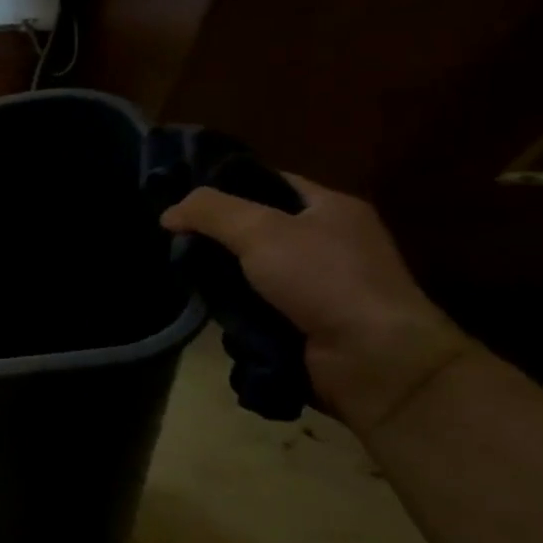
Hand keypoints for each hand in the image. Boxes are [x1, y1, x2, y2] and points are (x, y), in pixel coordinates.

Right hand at [160, 175, 472, 435]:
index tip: (181, 199)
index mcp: (329, 207)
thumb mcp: (260, 230)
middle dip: (214, 236)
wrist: (374, 360)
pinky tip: (205, 310)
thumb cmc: (324, 279)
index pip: (267, 182)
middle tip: (171, 241)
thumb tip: (168, 214)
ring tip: (179, 276)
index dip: (224, 186)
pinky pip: (254, 306)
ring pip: (249, 271)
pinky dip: (232, 310)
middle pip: (254, 229)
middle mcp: (326, 242)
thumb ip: (210, 212)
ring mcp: (317, 286)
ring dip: (219, 277)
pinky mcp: (304, 323)